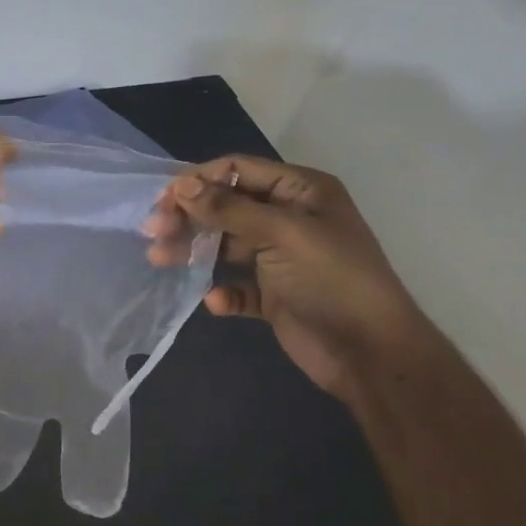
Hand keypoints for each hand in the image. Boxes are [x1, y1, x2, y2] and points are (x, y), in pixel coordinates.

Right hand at [144, 156, 434, 401]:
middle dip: (190, 216)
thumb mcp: (282, 234)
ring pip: (225, 245)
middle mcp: (289, 219)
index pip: (239, 170)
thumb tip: (181, 184)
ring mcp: (281, 258)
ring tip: (161, 260)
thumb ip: (229, 208)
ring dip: (194, 250)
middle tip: (153, 231)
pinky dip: (223, 291)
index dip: (200, 180)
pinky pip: (237, 285)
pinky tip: (216, 302)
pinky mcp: (274, 294)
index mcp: (301, 192)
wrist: (372, 354)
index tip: (164, 198)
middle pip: (226, 206)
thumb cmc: (332, 280)